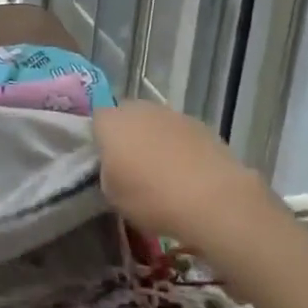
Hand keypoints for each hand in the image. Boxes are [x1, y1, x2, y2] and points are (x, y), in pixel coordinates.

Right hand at [94, 101, 273, 251]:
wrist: (211, 198)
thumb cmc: (151, 198)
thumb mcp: (112, 195)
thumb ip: (107, 173)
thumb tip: (115, 166)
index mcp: (111, 122)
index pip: (96, 120)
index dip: (100, 139)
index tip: (106, 162)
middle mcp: (139, 109)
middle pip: (126, 117)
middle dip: (127, 136)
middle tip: (132, 167)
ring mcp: (171, 113)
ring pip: (154, 123)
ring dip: (154, 140)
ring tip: (163, 173)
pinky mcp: (198, 123)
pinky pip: (179, 133)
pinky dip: (179, 146)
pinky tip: (187, 173)